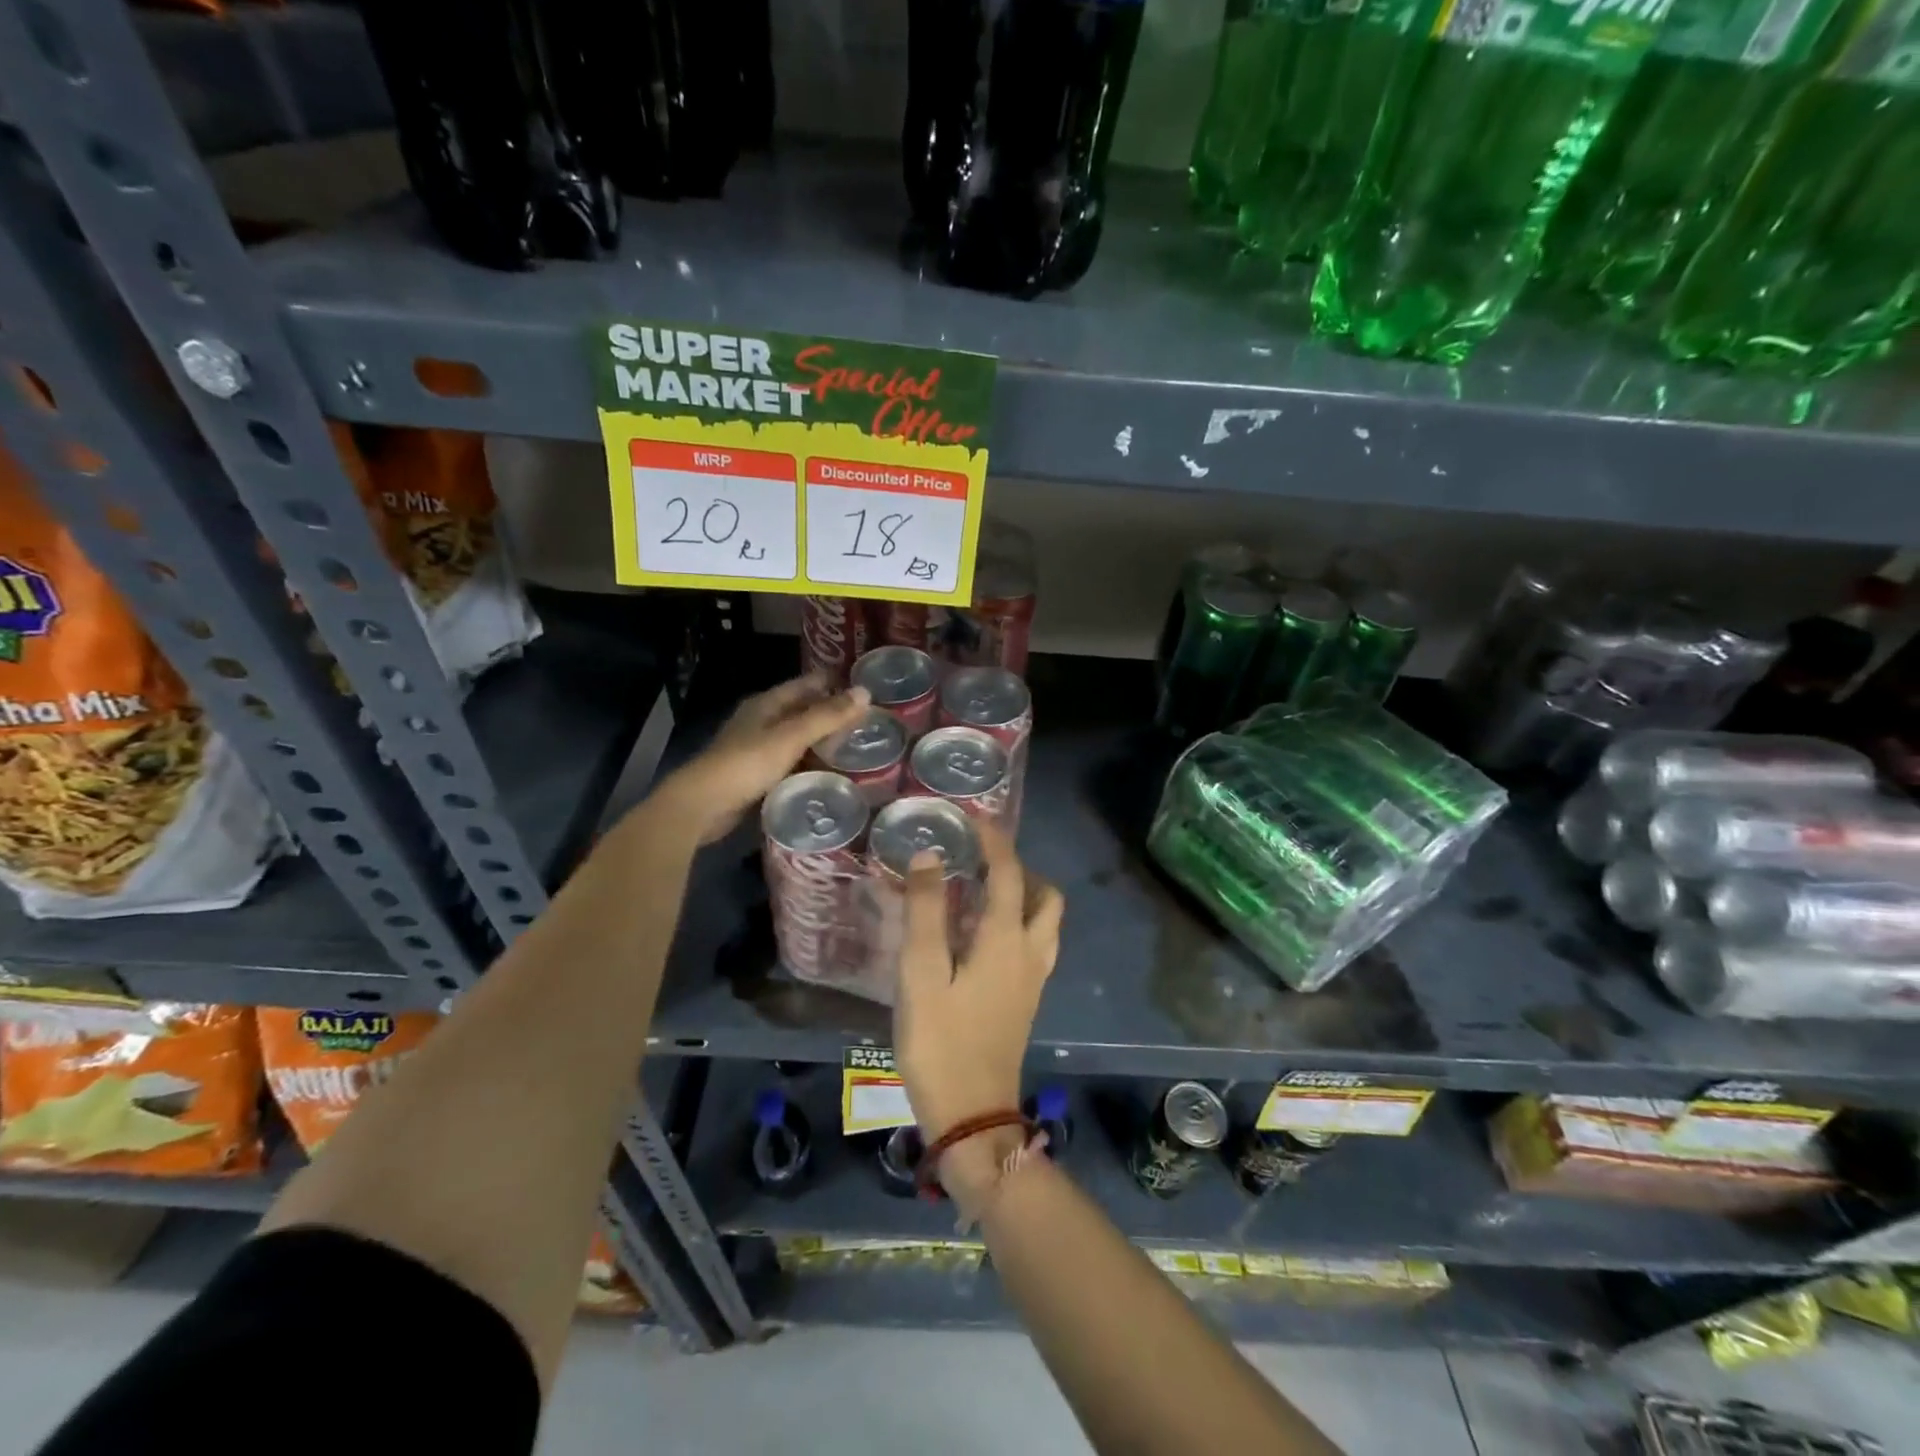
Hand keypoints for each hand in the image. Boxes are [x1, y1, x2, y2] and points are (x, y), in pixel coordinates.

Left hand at [647, 675, 869, 846]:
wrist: (703, 805)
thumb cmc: (747, 764)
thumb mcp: (791, 737)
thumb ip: (827, 716)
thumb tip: (865, 692)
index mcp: (766, 703)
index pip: (805, 684)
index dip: (832, 682)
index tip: (864, 687)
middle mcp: (760, 720)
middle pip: (801, 710)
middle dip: (830, 713)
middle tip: (868, 720)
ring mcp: (755, 748)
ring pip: (795, 737)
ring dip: (820, 740)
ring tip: (855, 746)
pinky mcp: (755, 774)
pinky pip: (789, 761)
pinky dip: (808, 762)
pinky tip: (828, 772)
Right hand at [894, 821, 1063, 1152]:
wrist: (971, 1115)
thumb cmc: (940, 1041)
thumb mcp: (920, 973)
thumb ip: (925, 912)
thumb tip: (929, 857)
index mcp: (1005, 939)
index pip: (1009, 872)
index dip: (994, 840)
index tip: (974, 818)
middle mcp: (1030, 952)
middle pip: (1045, 896)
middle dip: (1020, 868)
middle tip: (983, 859)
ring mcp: (1034, 978)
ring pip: (1046, 921)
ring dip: (1025, 895)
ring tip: (984, 891)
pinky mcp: (1027, 1000)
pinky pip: (1036, 944)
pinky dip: (1020, 922)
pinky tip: (984, 935)